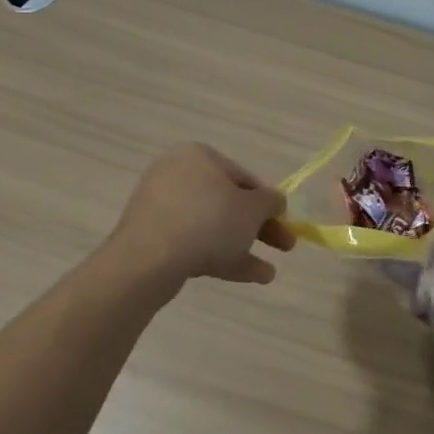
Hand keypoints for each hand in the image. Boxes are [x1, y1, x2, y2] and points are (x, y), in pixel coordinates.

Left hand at [107, 144, 296, 287]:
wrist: (148, 260)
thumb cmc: (208, 221)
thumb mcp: (252, 209)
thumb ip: (270, 202)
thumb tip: (274, 202)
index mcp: (199, 156)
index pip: (244, 178)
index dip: (269, 202)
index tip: (285, 223)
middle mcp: (178, 175)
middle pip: (229, 203)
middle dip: (259, 228)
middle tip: (284, 247)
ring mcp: (162, 208)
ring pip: (213, 227)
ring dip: (244, 247)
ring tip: (268, 273)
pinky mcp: (153, 238)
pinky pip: (194, 243)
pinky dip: (221, 257)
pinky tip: (250, 277)